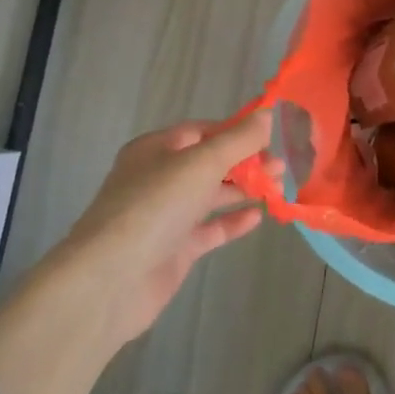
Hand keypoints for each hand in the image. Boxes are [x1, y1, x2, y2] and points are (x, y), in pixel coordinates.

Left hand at [39, 112, 276, 345]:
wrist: (111, 280)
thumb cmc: (155, 206)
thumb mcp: (202, 162)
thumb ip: (240, 139)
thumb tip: (272, 114)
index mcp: (156, 149)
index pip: (204, 131)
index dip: (239, 130)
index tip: (275, 134)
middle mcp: (159, 178)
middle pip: (211, 163)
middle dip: (248, 161)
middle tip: (283, 164)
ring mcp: (166, 215)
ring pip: (212, 195)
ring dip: (245, 189)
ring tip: (281, 185)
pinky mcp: (174, 248)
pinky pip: (209, 229)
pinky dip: (233, 222)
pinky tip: (259, 217)